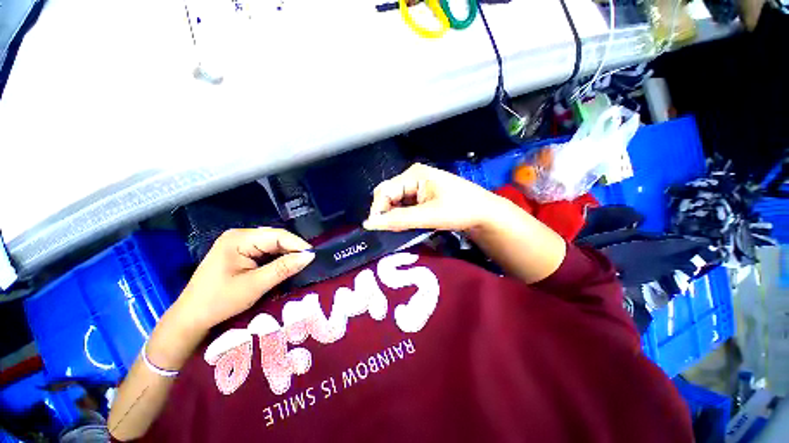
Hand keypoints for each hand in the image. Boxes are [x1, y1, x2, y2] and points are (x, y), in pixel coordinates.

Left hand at [173, 228, 314, 330]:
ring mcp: (239, 243)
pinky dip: (277, 258)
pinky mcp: (240, 252)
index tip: (313, 257)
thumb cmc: (219, 301)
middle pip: (275, 238)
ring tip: (301, 264)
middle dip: (293, 249)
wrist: (191, 318)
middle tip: (309, 262)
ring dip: (286, 254)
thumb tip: (310, 256)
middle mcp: (239, 236)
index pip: (277, 235)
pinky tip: (285, 265)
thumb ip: (283, 268)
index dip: (297, 244)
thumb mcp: (254, 285)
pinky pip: (266, 251)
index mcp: (238, 239)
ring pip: (272, 244)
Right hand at [363, 163, 507, 231]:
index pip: (384, 191)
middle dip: (386, 212)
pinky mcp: (423, 196)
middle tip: (390, 230)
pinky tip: (407, 225)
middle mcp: (413, 177)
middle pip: (388, 195)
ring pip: (396, 202)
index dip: (378, 209)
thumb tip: (369, 224)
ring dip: (394, 216)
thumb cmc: (460, 209)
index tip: (376, 229)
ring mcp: (418, 186)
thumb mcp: (429, 215)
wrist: (485, 213)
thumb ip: (399, 219)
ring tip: (400, 230)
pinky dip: (403, 216)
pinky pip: (405, 206)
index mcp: (414, 174)